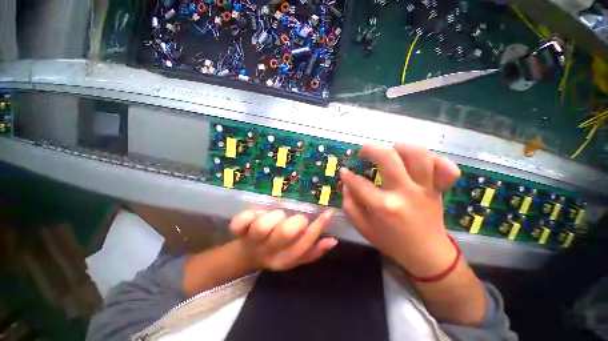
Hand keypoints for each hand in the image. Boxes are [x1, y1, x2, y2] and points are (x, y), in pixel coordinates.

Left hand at [229, 209, 337, 270]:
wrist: (245, 256)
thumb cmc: (275, 250)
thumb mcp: (294, 254)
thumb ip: (314, 249)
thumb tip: (332, 240)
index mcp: (284, 259)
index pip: (304, 245)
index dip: (317, 227)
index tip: (327, 212)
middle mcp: (268, 253)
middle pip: (285, 233)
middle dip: (294, 222)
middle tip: (293, 218)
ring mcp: (251, 242)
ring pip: (263, 225)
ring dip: (274, 216)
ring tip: (275, 217)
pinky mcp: (237, 232)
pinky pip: (242, 220)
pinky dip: (250, 214)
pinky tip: (255, 215)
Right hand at [339, 144, 460, 277]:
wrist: (427, 255)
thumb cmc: (391, 242)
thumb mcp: (363, 228)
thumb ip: (349, 205)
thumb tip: (346, 183)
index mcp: (383, 206)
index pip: (358, 183)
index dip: (347, 175)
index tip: (344, 172)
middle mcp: (404, 192)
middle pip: (388, 157)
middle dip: (370, 149)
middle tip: (363, 152)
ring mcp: (425, 189)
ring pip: (418, 155)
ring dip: (401, 148)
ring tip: (391, 150)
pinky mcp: (438, 189)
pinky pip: (444, 168)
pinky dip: (436, 159)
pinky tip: (421, 161)